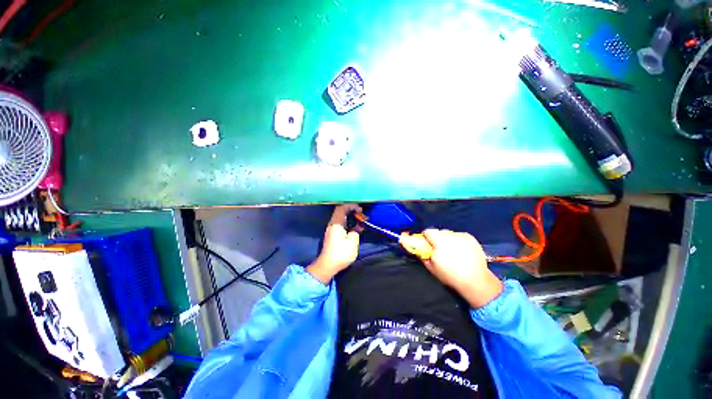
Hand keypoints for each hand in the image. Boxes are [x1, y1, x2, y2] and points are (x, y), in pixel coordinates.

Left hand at [307, 203, 361, 283]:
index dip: (352, 206)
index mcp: (336, 223)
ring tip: (361, 223)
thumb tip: (355, 229)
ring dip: (352, 219)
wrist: (327, 265)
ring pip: (342, 219)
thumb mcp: (352, 241)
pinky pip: (342, 225)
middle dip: (353, 211)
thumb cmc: (341, 253)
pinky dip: (349, 224)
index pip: (342, 208)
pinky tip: (356, 230)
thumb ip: (355, 232)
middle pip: (342, 212)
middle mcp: (333, 224)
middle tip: (362, 216)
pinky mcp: (333, 236)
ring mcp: (332, 230)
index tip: (360, 210)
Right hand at [421, 229, 502, 307]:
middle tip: (440, 249)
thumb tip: (418, 249)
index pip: (428, 232)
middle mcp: (450, 237)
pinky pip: (459, 235)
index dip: (426, 237)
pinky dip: (458, 240)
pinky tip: (461, 250)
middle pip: (438, 231)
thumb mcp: (432, 268)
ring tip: (452, 250)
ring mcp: (461, 236)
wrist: (475, 280)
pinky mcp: (470, 238)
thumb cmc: (450, 276)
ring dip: (447, 239)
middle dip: (437, 238)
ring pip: (449, 233)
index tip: (427, 244)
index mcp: (439, 243)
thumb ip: (423, 256)